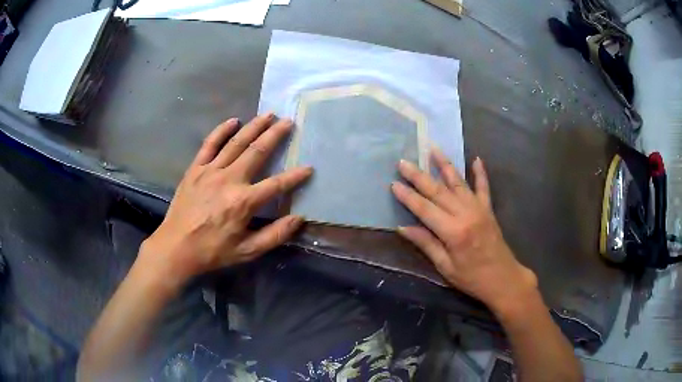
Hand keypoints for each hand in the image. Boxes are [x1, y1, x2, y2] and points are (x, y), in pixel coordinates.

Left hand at [140, 113, 311, 284]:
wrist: (176, 247)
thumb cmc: (212, 251)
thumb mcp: (247, 251)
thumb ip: (275, 235)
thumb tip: (299, 219)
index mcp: (244, 202)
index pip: (277, 184)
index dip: (295, 176)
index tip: (309, 168)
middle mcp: (229, 179)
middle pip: (257, 151)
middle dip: (275, 135)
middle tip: (288, 121)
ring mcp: (210, 171)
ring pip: (236, 142)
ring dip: (254, 127)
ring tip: (268, 114)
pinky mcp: (195, 169)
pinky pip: (209, 144)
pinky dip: (221, 131)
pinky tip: (233, 120)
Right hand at [392, 148, 536, 314]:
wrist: (503, 279)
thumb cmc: (472, 278)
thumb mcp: (445, 267)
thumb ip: (426, 244)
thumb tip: (403, 228)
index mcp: (453, 232)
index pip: (425, 209)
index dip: (408, 196)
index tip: (393, 183)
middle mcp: (466, 214)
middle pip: (438, 191)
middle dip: (419, 176)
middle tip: (403, 162)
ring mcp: (479, 209)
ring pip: (459, 182)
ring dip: (445, 165)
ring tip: (433, 148)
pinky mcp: (489, 209)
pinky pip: (484, 187)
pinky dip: (480, 173)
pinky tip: (477, 159)